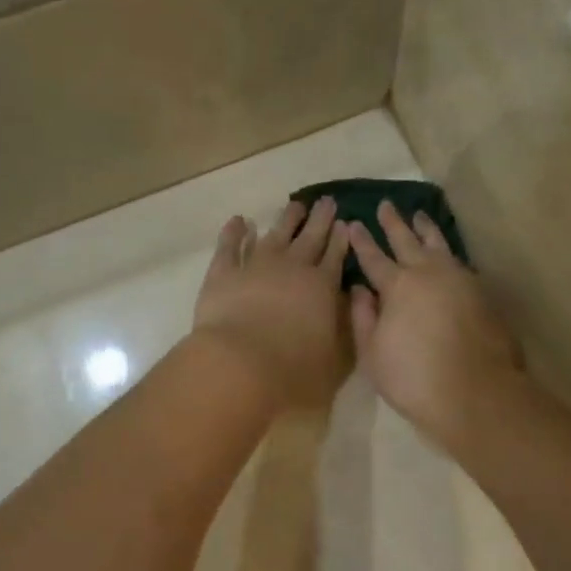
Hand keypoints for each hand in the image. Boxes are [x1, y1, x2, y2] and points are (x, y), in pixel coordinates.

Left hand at [192, 197, 350, 406]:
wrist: (240, 364)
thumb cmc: (294, 369)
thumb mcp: (336, 357)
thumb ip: (344, 329)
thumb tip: (348, 305)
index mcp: (322, 287)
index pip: (335, 256)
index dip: (341, 239)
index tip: (345, 222)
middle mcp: (292, 268)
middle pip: (310, 237)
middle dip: (320, 219)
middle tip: (326, 200)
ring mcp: (256, 266)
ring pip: (275, 234)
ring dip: (286, 219)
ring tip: (295, 205)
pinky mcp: (223, 273)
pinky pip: (229, 246)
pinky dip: (234, 232)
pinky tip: (239, 221)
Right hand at [348, 202, 524, 448]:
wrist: (475, 392)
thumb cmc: (413, 377)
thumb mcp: (373, 354)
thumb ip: (364, 317)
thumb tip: (359, 289)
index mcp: (398, 286)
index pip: (373, 257)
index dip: (361, 240)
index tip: (352, 222)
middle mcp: (428, 273)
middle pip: (407, 240)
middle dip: (394, 222)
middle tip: (386, 204)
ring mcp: (459, 279)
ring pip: (438, 244)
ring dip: (426, 228)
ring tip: (419, 214)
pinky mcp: (481, 292)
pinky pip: (458, 261)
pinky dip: (447, 250)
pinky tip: (446, 252)